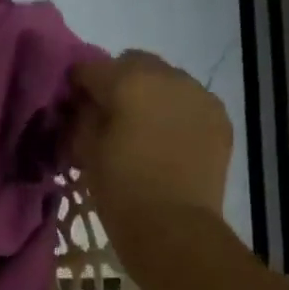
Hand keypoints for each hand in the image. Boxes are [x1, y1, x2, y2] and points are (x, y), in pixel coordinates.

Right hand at [71, 51, 233, 227]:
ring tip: (141, 127)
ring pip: (166, 80)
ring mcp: (199, 95)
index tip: (69, 104)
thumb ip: (80, 117)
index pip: (89, 67)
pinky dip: (175, 112)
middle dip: (116, 82)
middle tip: (107, 114)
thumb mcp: (84, 150)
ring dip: (149, 95)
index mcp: (127, 80)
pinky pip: (190, 102)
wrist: (173, 226)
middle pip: (133, 63)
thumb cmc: (119, 188)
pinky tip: (167, 139)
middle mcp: (167, 76)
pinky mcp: (219, 117)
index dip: (75, 84)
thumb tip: (82, 104)